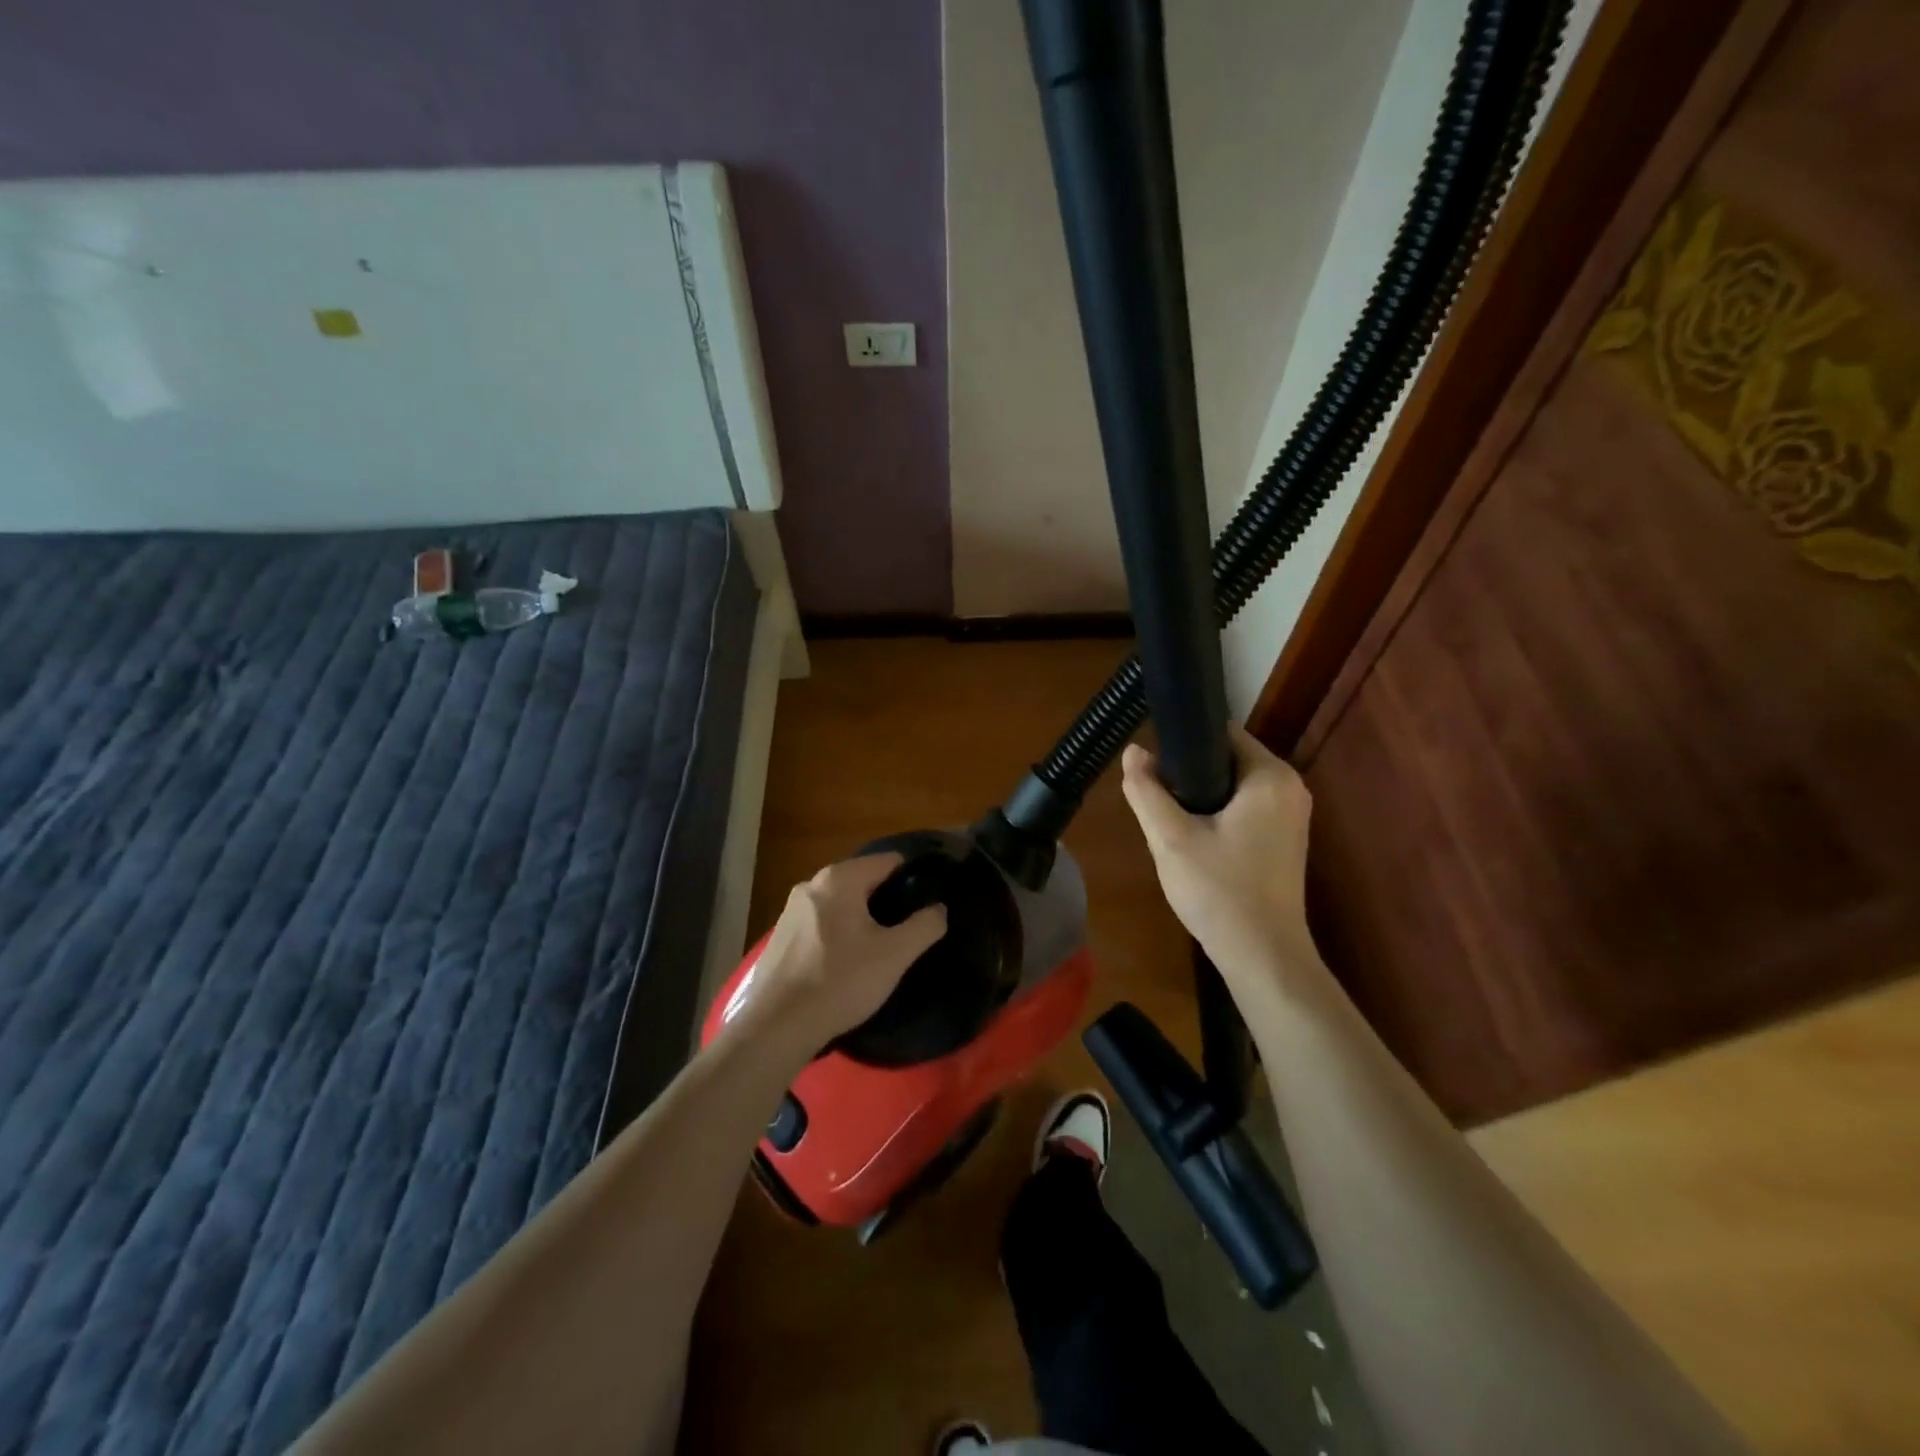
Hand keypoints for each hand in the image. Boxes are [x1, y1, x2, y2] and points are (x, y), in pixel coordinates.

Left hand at [734, 854, 946, 1049]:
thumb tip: (939, 908)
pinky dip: (838, 933)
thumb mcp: (895, 955)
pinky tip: (846, 962)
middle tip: (908, 927)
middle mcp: (811, 884)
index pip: (888, 861)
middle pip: (862, 881)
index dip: (913, 877)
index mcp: (839, 878)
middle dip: (886, 899)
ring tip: (881, 947)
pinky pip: (820, 923)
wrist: (777, 1026)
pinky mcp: (780, 937)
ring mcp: (790, 911)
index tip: (929, 900)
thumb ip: (925, 925)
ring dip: (861, 918)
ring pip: (840, 904)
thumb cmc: (841, 981)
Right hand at [1121, 725, 1315, 976]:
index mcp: (1270, 776)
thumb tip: (1133, 751)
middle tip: (1157, 799)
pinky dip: (1218, 814)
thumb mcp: (1170, 839)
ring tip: (1170, 820)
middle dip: (1190, 773)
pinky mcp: (1285, 839)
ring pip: (1234, 785)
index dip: (1183, 742)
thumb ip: (1146, 791)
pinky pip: (1245, 808)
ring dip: (1201, 796)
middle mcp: (1290, 787)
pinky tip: (1194, 839)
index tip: (1153, 764)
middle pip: (1227, 758)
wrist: (1262, 956)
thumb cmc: (1219, 892)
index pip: (1222, 732)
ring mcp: (1291, 815)